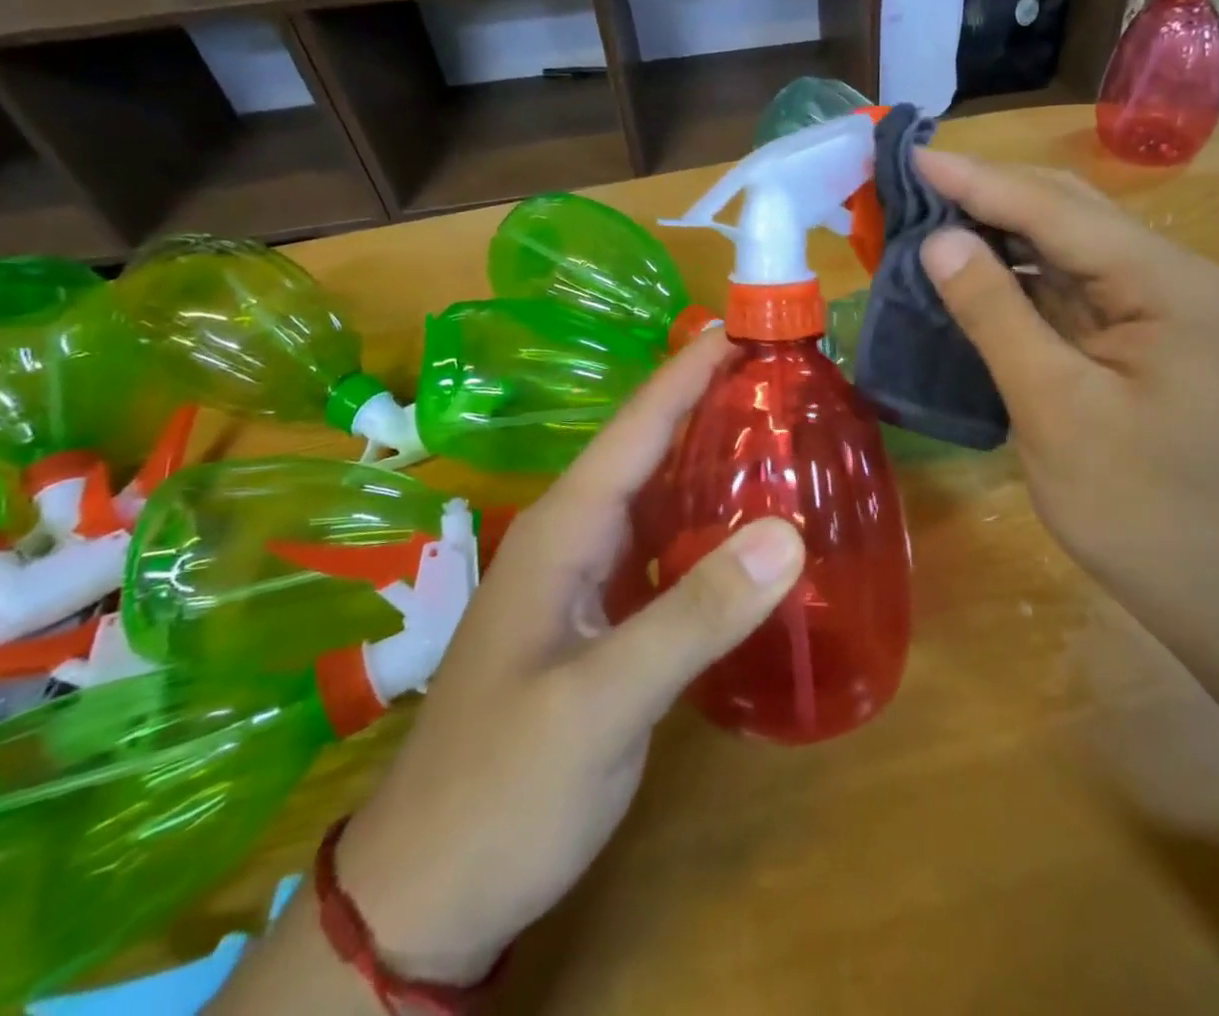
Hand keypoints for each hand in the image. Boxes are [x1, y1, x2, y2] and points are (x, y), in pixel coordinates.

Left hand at [333, 330, 805, 984]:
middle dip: (709, 402)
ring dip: (711, 458)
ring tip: (781, 431)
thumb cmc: (505, 787)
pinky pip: (664, 548)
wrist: (430, 891)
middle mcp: (574, 538)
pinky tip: (751, 529)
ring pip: (658, 496)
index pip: (637, 426)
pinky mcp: (601, 620)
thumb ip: (694, 616)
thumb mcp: (600, 704)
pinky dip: (708, 524)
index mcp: (565, 529)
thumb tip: (789, 533)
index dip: (690, 370)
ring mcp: (586, 580)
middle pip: (650, 448)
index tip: (746, 326)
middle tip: (784, 375)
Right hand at [915, 150, 1218, 636]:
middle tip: (912, 180)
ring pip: (1064, 246)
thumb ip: (997, 314)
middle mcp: (1166, 276)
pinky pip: (1066, 286)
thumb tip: (939, 240)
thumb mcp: (1054, 407)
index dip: (977, 181)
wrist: (1217, 587)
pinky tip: (971, 269)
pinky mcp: (1133, 337)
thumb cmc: (1137, 505)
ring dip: (997, 230)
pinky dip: (1014, 274)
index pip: (1055, 209)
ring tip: (928, 215)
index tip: (911, 155)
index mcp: (1162, 282)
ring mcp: (1153, 307)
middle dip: (987, 193)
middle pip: (1066, 212)